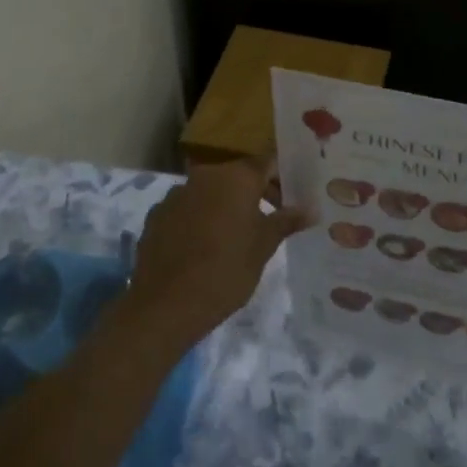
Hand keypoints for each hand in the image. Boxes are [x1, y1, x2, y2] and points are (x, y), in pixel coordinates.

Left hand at [126, 159, 310, 349]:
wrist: (165, 304)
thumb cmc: (226, 270)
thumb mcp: (264, 246)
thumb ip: (286, 221)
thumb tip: (310, 209)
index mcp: (236, 177)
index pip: (267, 163)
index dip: (283, 179)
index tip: (293, 199)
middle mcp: (205, 176)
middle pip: (238, 175)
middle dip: (257, 193)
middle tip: (272, 220)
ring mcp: (176, 194)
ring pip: (210, 192)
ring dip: (226, 205)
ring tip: (237, 236)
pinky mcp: (157, 215)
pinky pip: (187, 209)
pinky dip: (200, 218)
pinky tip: (205, 246)